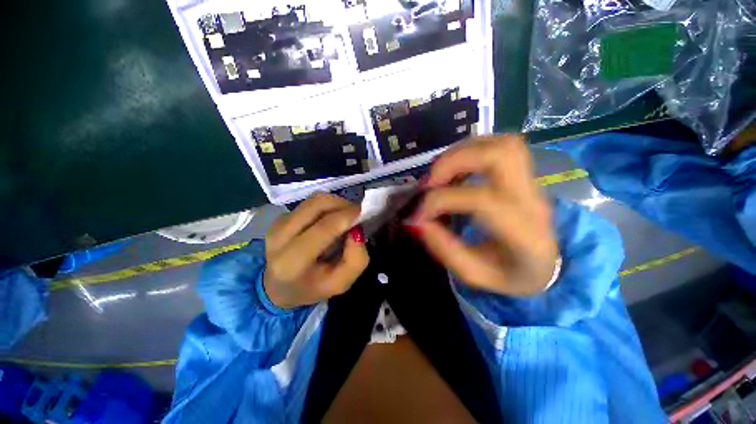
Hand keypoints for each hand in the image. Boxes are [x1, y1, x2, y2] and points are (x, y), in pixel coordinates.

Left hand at [264, 193, 368, 308]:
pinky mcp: (280, 217)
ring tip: (345, 217)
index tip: (365, 213)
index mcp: (292, 262)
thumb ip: (356, 260)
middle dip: (343, 205)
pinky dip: (327, 206)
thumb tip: (358, 230)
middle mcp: (279, 237)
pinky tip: (331, 220)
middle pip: (317, 205)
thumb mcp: (340, 284)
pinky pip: (309, 203)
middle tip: (357, 215)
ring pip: (314, 200)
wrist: (277, 287)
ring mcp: (277, 224)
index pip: (323, 228)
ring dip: (336, 203)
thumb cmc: (312, 287)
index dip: (347, 216)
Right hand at [409, 135, 558, 296]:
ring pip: (502, 143)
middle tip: (429, 182)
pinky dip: (469, 150)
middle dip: (454, 161)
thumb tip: (417, 221)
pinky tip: (454, 169)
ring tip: (439, 173)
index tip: (419, 214)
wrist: (545, 267)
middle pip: (501, 155)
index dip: (440, 201)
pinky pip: (499, 146)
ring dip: (461, 152)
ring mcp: (532, 182)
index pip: (481, 200)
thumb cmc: (510, 275)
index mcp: (524, 234)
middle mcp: (533, 200)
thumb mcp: (474, 273)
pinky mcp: (524, 175)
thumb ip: (444, 249)